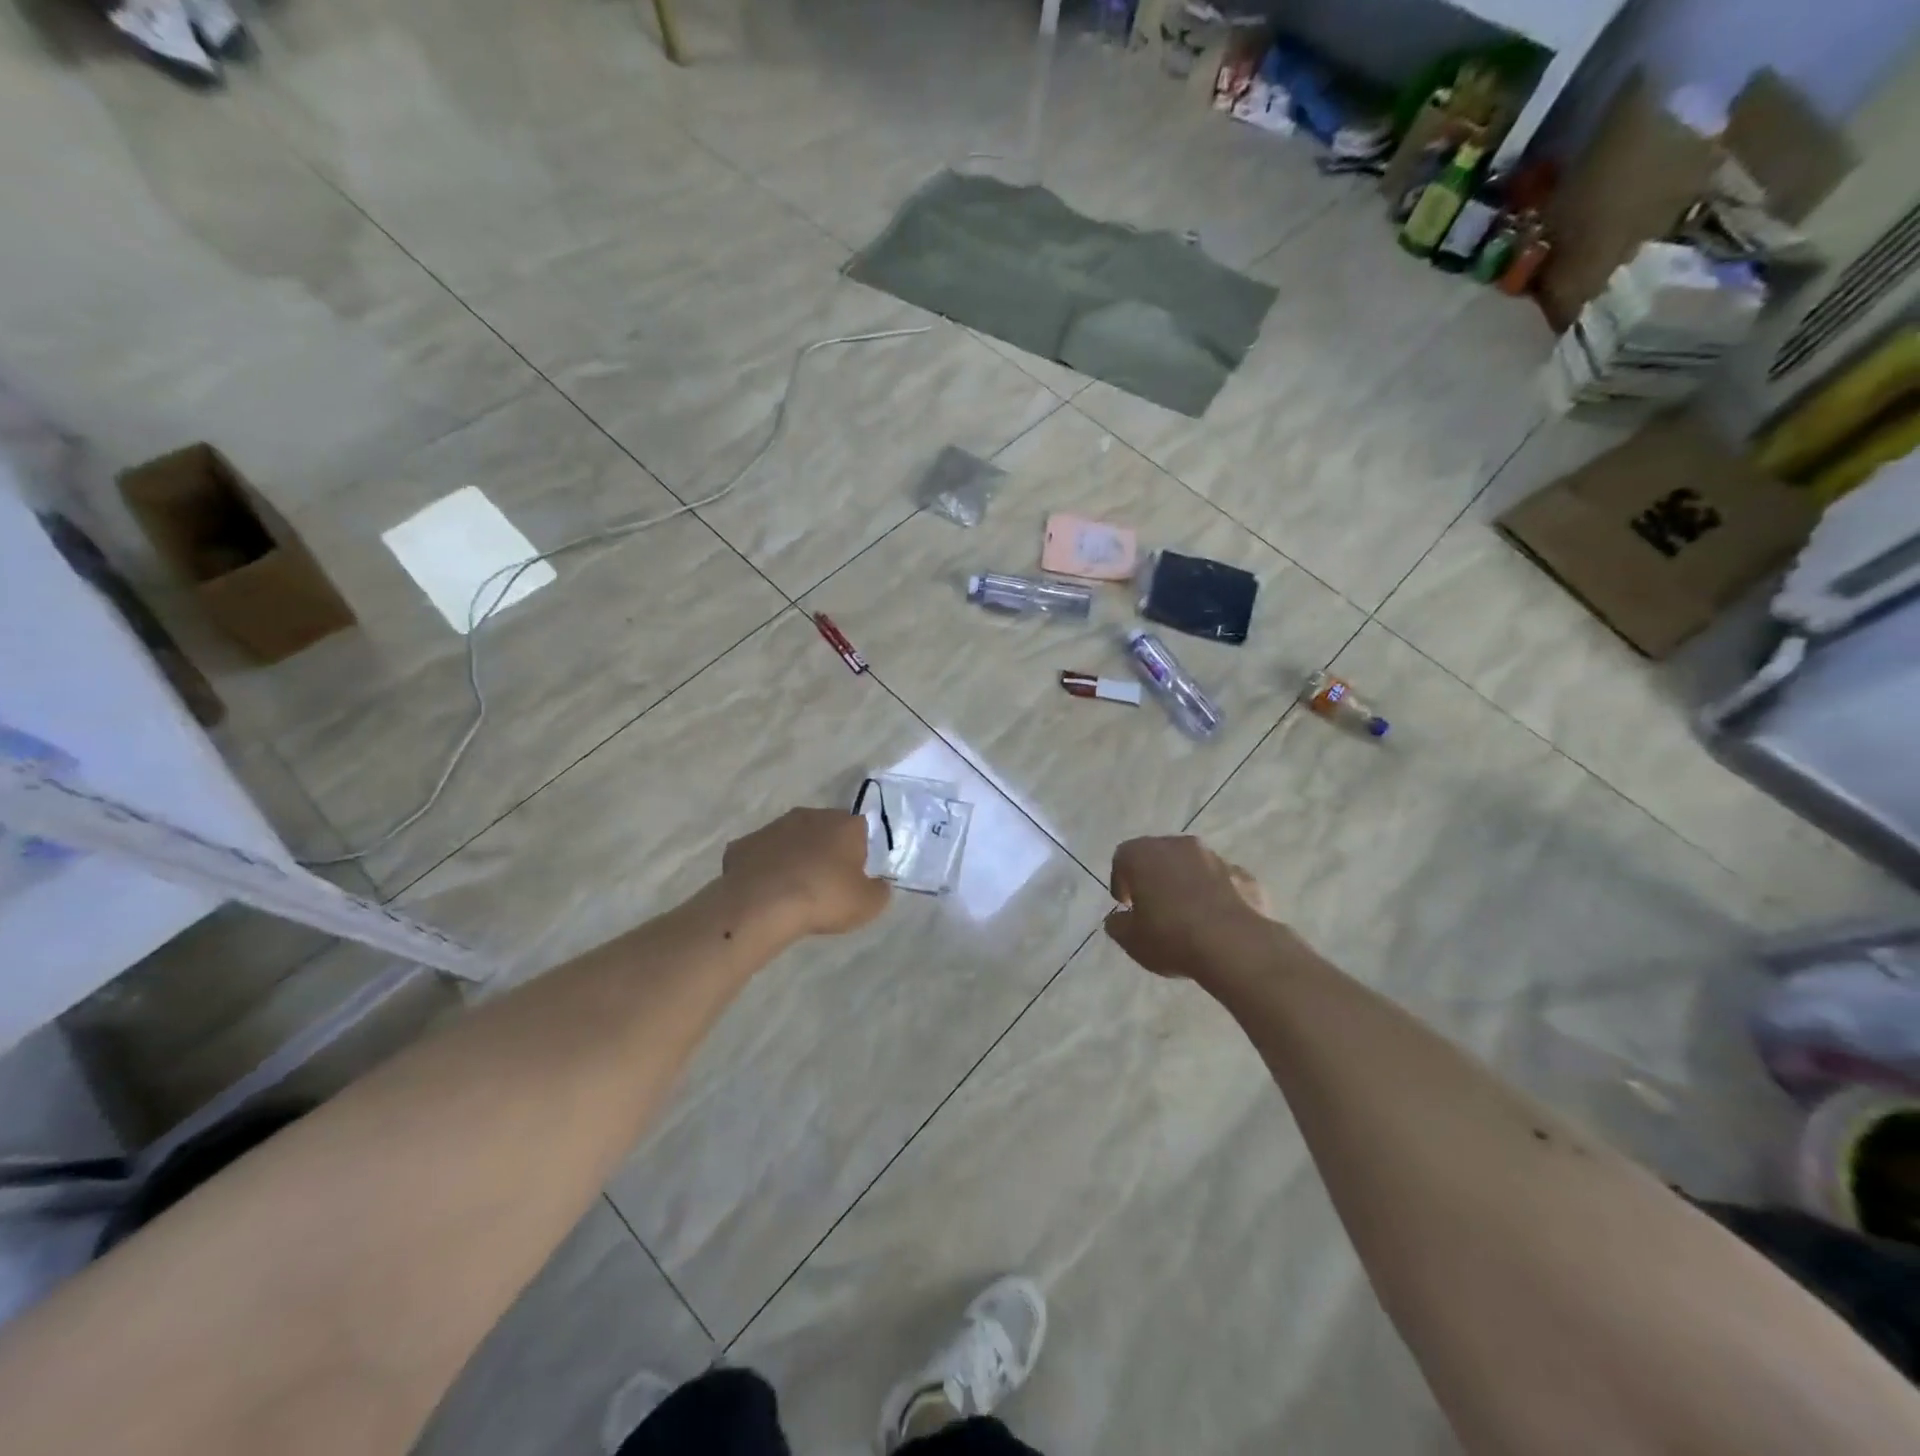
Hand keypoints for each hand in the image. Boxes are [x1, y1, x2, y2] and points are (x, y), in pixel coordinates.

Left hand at [722, 808, 890, 936]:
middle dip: (827, 849)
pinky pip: (761, 854)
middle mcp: (810, 815)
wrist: (762, 904)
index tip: (856, 874)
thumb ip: (879, 891)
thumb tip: (879, 884)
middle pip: (825, 829)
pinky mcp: (743, 843)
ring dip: (795, 856)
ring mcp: (773, 827)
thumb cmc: (824, 898)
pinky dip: (765, 867)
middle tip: (827, 881)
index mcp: (845, 824)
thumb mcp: (868, 905)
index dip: (860, 851)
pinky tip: (765, 890)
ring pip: (791, 838)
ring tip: (793, 888)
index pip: (861, 828)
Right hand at [1104, 835, 1270, 980]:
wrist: (1234, 946)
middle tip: (1154, 908)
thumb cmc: (1170, 936)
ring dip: (1187, 883)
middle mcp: (1178, 845)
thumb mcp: (1130, 940)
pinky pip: (1222, 881)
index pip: (1123, 858)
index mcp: (1143, 854)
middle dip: (1155, 877)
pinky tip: (1217, 921)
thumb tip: (1119, 918)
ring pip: (1192, 865)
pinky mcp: (1244, 875)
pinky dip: (1216, 894)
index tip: (1126, 905)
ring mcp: (1215, 857)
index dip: (1121, 881)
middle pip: (1159, 855)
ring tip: (1188, 917)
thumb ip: (1118, 924)